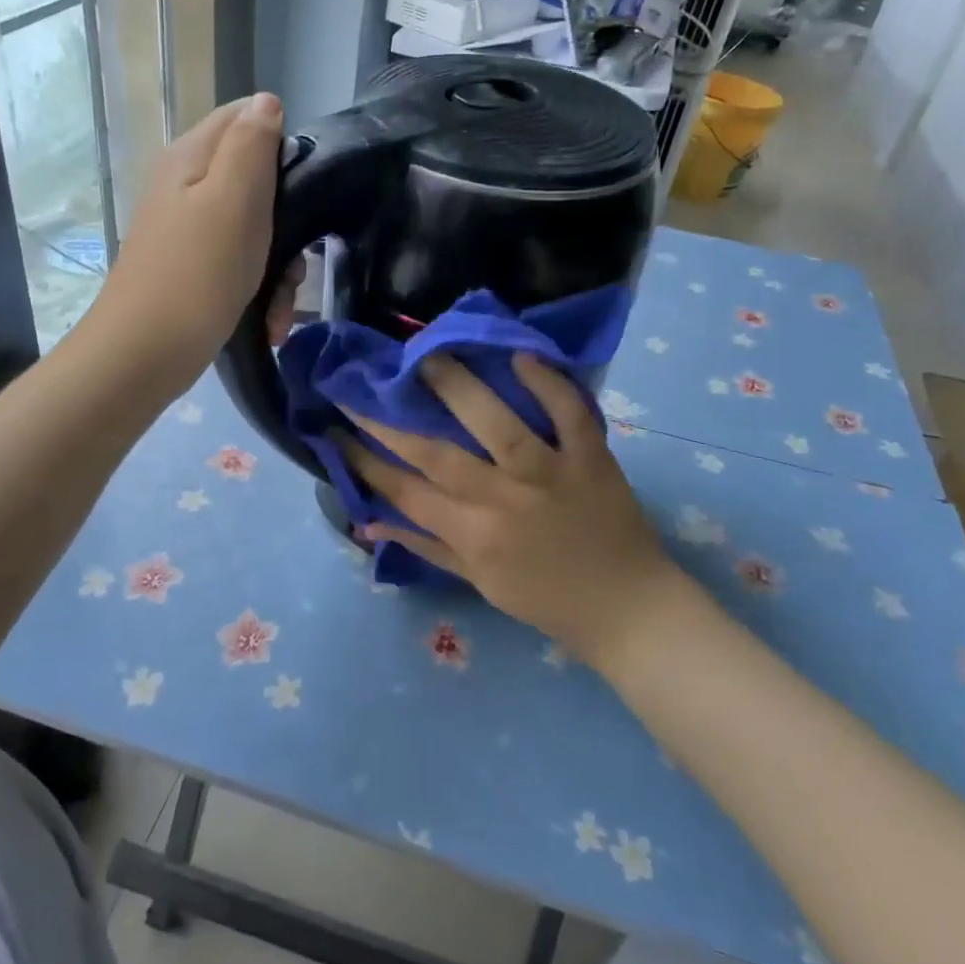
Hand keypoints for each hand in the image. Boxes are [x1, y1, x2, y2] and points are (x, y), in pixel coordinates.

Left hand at [90, 92, 301, 388]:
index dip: (282, 146)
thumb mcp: (234, 199)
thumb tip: (266, 102)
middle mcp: (186, 186)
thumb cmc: (198, 274)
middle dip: (287, 222)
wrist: (145, 354)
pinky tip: (268, 322)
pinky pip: (239, 265)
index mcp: (192, 157)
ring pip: (254, 230)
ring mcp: (188, 230)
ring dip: (278, 268)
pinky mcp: (193, 269)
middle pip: (256, 181)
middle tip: (295, 260)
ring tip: (281, 305)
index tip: (302, 190)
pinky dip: (259, 291)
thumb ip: (252, 145)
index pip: (245, 118)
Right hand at [338, 352, 701, 666]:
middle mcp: (504, 499)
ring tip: (426, 355)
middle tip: (359, 386)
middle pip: (435, 453)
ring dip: (458, 386)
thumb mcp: (479, 583)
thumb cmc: (546, 600)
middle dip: (388, 421)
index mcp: (474, 535)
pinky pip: (570, 413)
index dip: (365, 461)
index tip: (336, 430)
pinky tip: (520, 356)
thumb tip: (369, 524)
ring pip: (497, 423)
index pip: (405, 492)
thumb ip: (425, 547)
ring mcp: (550, 473)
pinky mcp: (592, 457)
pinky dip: (549, 383)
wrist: (628, 608)